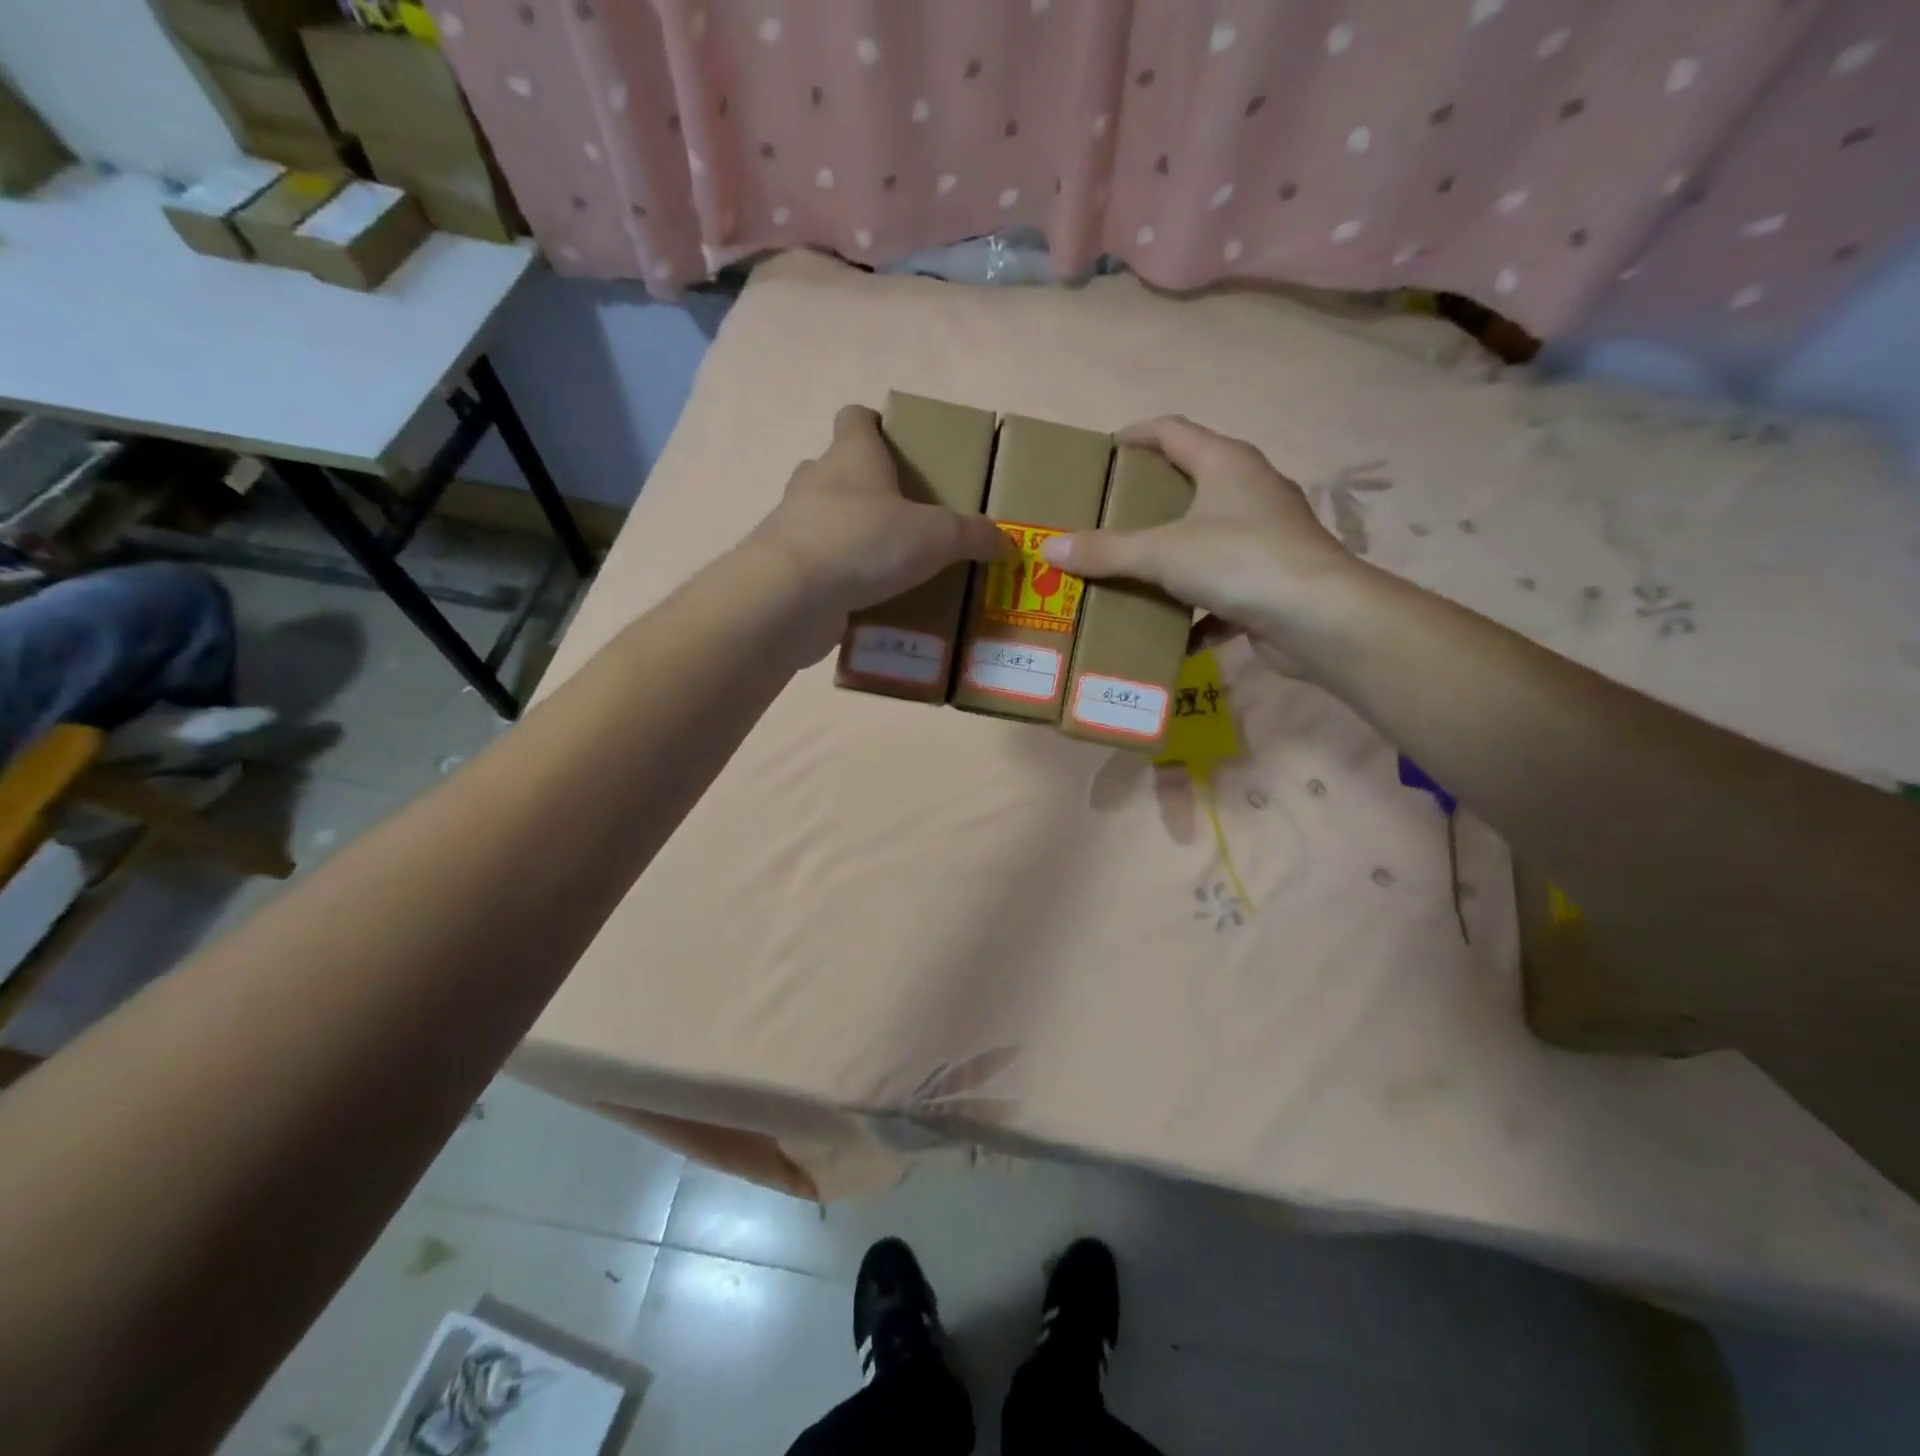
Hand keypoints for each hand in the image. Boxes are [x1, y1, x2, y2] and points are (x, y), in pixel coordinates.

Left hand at [747, 404, 1010, 621]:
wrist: (790, 597)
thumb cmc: (865, 542)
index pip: (855, 418)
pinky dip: (838, 577)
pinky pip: (818, 565)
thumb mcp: (936, 536)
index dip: (874, 424)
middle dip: (866, 488)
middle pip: (837, 469)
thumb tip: (1006, 542)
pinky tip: (866, 600)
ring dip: (850, 534)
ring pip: (824, 518)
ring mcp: (794, 525)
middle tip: (902, 515)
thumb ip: (972, 536)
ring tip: (888, 562)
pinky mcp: (786, 569)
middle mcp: (816, 482)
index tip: (894, 443)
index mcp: (851, 456)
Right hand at [1038, 416, 1364, 669]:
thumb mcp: (1162, 553)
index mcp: (1226, 464)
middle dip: (1148, 501)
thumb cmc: (1240, 561)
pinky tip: (1168, 633)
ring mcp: (1265, 537)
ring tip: (1129, 573)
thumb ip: (1106, 551)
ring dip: (1170, 559)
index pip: (1173, 431)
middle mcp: (1250, 491)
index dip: (1136, 435)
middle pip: (1191, 483)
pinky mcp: (1271, 582)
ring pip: (1205, 540)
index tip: (1102, 452)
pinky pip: (1221, 592)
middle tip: (1105, 517)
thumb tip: (1048, 547)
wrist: (1319, 619)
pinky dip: (1194, 612)